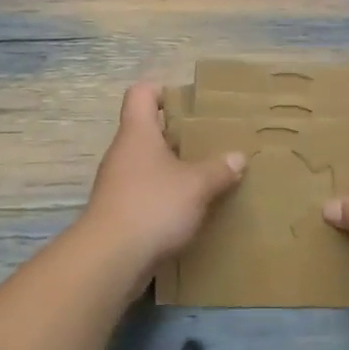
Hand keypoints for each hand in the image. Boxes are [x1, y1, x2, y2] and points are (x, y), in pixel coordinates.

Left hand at [82, 82, 244, 273]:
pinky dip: (166, 197)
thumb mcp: (196, 185)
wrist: (110, 259)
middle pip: (148, 131)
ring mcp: (117, 184)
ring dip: (174, 169)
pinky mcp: (119, 213)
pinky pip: (146, 194)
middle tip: (210, 141)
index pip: (141, 94)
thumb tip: (238, 157)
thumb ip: (218, 169)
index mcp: (137, 133)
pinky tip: (191, 210)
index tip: (189, 102)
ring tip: (206, 176)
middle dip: (178, 135)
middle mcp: (123, 153)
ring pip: (148, 165)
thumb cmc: (153, 205)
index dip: (162, 90)